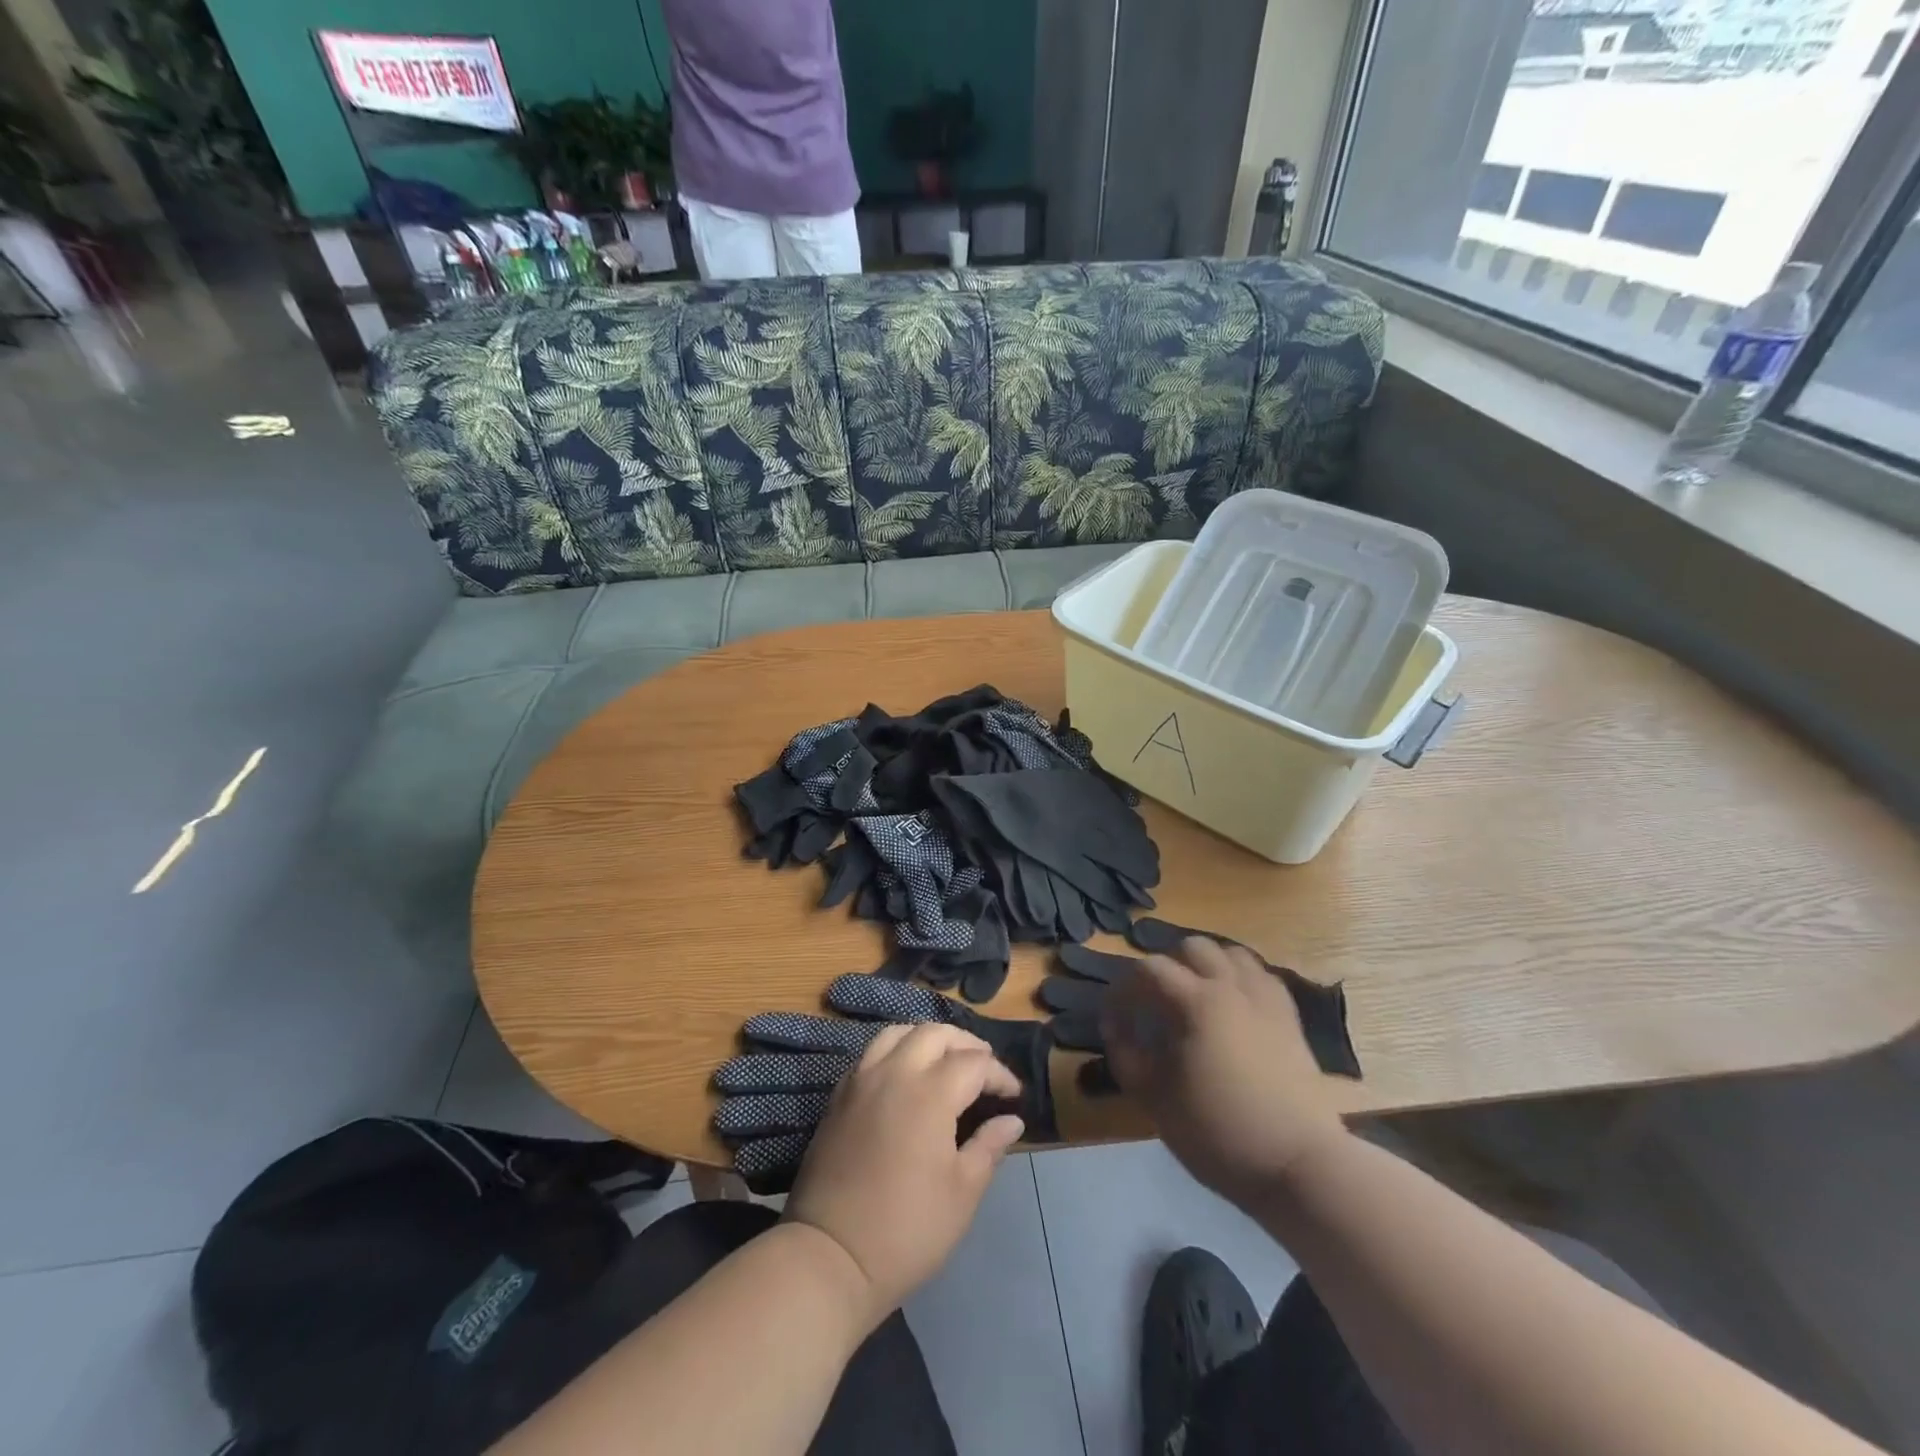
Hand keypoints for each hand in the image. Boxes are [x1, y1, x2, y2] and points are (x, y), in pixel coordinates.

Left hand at [784, 1023, 1024, 1327]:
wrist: (830, 1255)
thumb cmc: (907, 1229)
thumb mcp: (962, 1193)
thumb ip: (989, 1147)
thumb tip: (1012, 1120)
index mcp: (931, 1093)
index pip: (974, 1063)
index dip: (999, 1074)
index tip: (1014, 1096)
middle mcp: (895, 1073)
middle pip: (935, 1034)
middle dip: (966, 1044)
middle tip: (984, 1069)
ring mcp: (862, 1080)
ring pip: (898, 1033)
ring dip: (927, 1039)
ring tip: (944, 1061)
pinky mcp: (840, 1096)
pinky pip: (871, 1054)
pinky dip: (896, 1051)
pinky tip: (905, 1077)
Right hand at [1101, 936, 1347, 1208]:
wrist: (1299, 1164)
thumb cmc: (1218, 1131)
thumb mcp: (1155, 1098)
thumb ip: (1126, 1055)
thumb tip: (1116, 1027)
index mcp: (1196, 1001)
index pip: (1149, 969)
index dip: (1124, 988)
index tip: (1114, 1017)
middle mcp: (1231, 987)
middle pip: (1193, 947)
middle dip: (1167, 966)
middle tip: (1155, 1002)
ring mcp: (1265, 999)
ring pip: (1232, 954)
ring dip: (1206, 966)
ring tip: (1194, 996)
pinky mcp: (1289, 1018)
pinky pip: (1262, 977)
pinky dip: (1240, 979)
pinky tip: (1232, 1007)